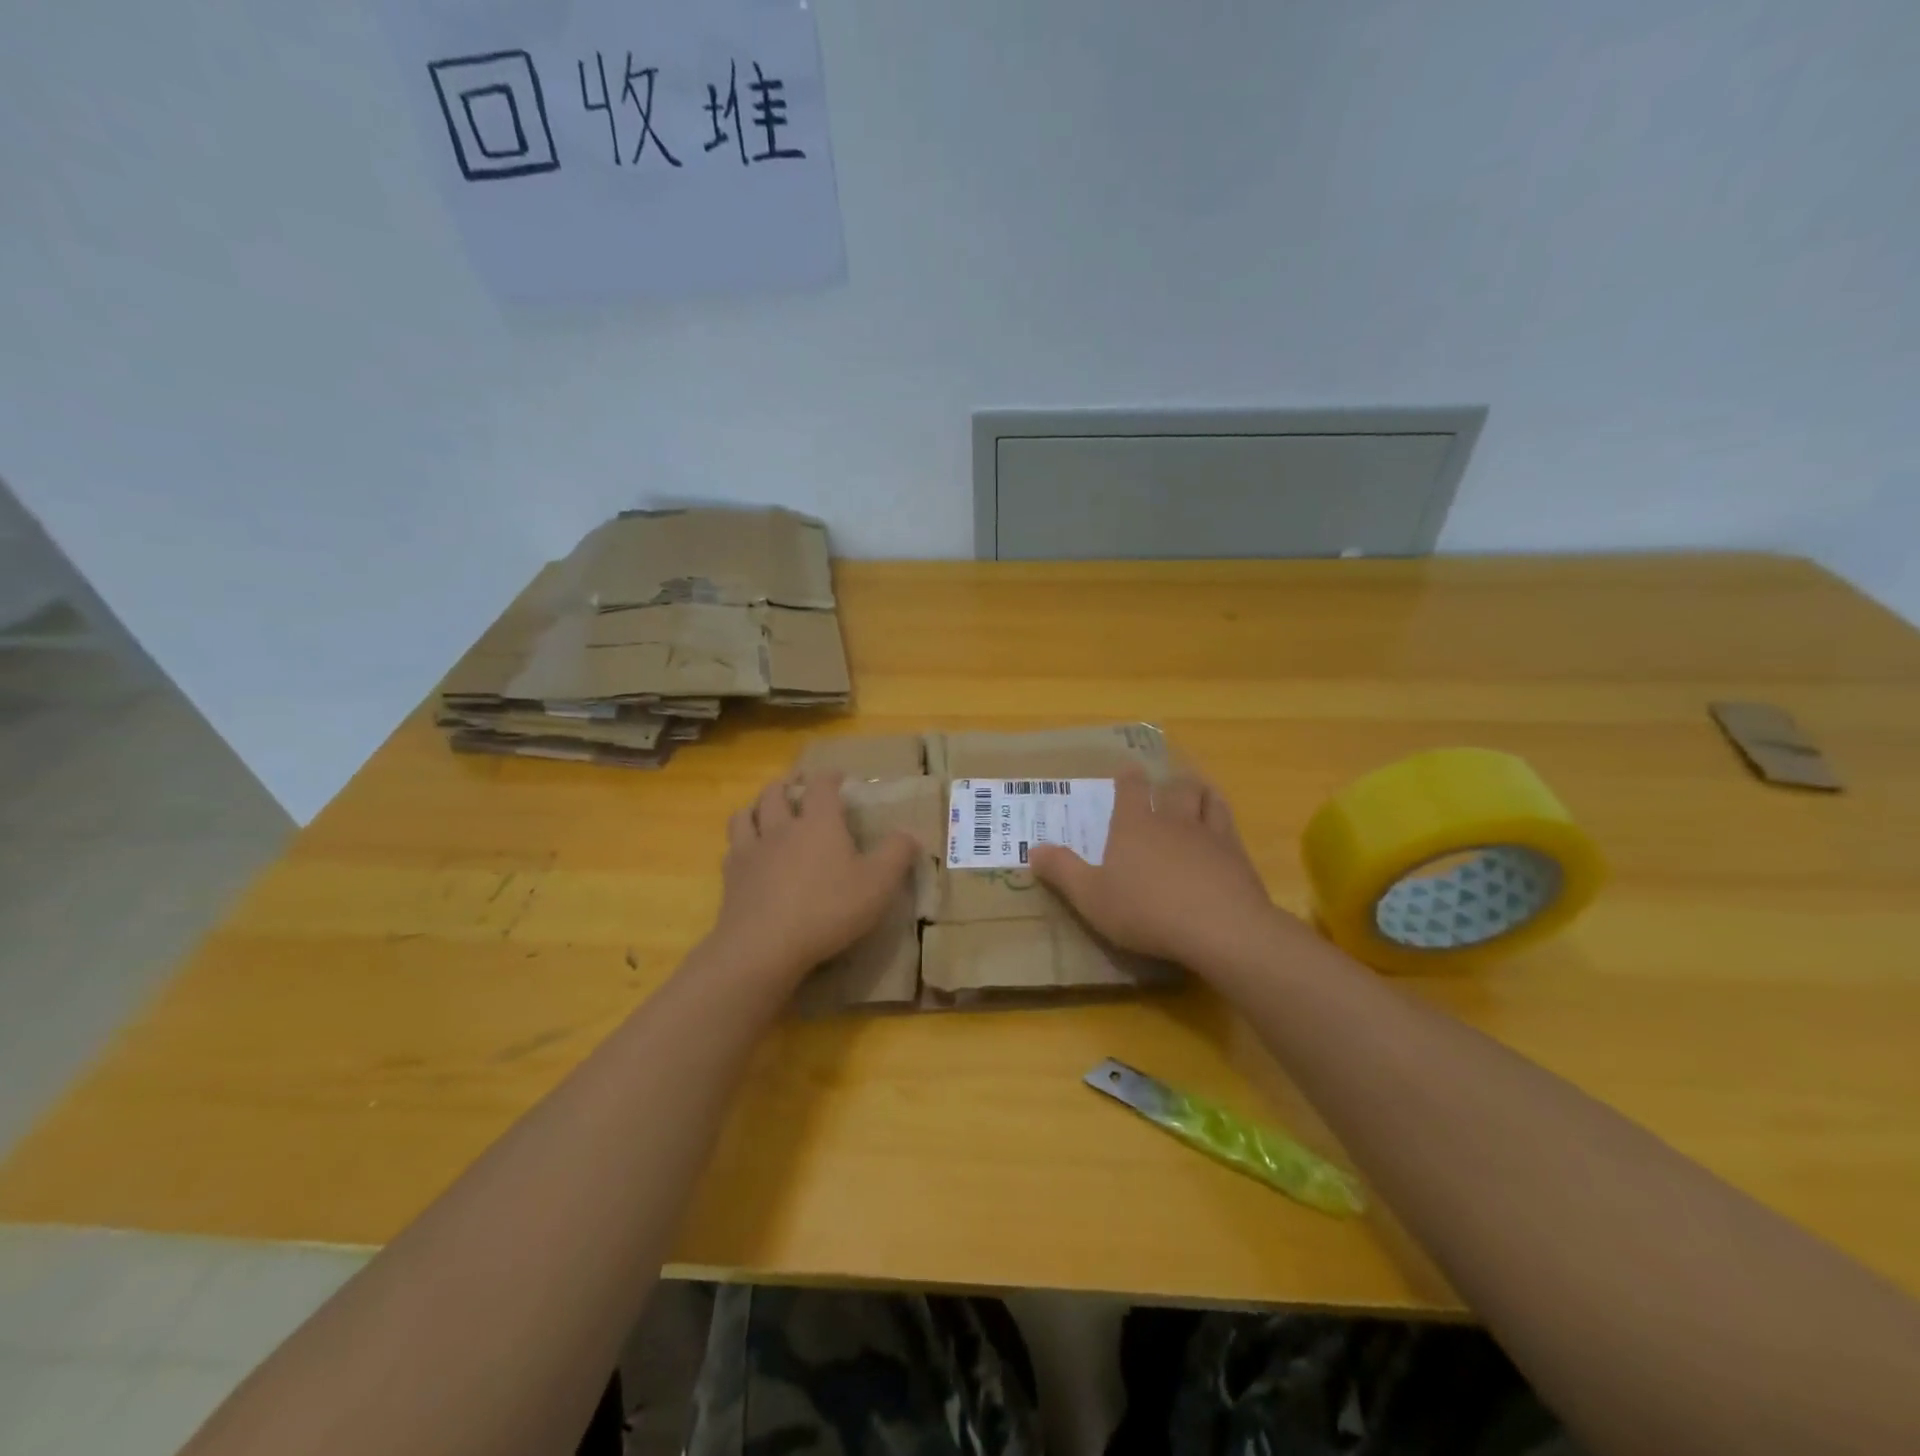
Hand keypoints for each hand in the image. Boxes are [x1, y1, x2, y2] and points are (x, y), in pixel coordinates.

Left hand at [708, 772, 918, 988]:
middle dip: (788, 784)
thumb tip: (910, 834)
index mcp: (819, 823)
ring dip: (757, 806)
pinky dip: (741, 840)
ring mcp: (752, 850)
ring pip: (746, 814)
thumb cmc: (829, 909)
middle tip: (797, 785)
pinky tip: (747, 850)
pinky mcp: (731, 876)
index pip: (822, 786)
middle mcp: (782, 827)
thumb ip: (897, 855)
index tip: (838, 777)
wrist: (765, 946)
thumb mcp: (878, 884)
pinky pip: (732, 846)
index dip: (830, 777)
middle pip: (776, 792)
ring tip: (765, 810)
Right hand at [1030, 768, 1285, 975]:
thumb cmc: (1146, 911)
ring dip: (1199, 792)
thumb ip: (1062, 872)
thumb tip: (1033, 849)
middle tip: (1165, 782)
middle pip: (1174, 789)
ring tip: (1197, 791)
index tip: (1128, 770)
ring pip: (1206, 799)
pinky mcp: (1237, 855)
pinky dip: (1222, 817)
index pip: (1130, 789)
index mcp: (1134, 826)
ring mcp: (1209, 834)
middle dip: (1168, 783)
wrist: (1219, 928)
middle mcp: (1172, 820)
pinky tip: (1222, 828)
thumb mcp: (1091, 897)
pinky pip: (1229, 824)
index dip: (1128, 778)